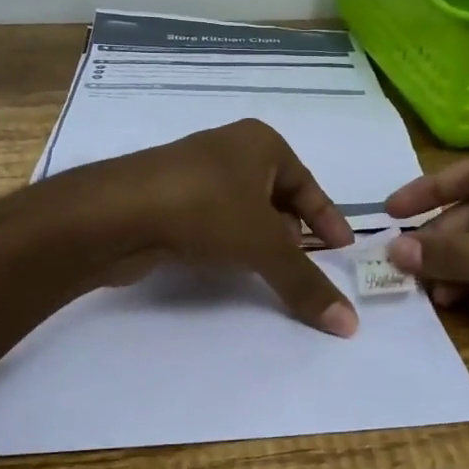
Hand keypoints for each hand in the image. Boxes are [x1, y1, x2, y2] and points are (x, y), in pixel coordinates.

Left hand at [79, 120, 359, 336]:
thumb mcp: (264, 246)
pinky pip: (212, 219)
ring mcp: (194, 171)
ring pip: (242, 209)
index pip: (308, 184)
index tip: (343, 249)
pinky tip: (226, 265)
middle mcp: (230, 149)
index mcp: (261, 143)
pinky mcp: (167, 197)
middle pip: (275, 195)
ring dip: (258, 239)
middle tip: (303, 264)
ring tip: (267, 270)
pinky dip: (227, 241)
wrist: (118, 212)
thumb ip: (305, 283)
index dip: (327, 219)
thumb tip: (351, 325)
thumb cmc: (206, 210)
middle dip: (291, 231)